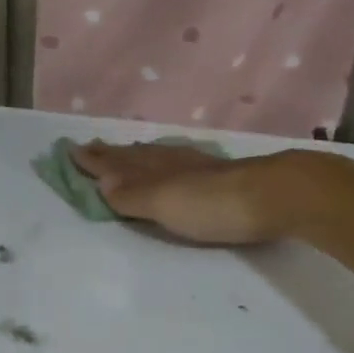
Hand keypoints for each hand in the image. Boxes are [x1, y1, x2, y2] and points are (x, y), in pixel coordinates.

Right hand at [70, 140, 313, 244]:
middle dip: (113, 155)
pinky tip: (179, 163)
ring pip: (162, 158)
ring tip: (127, 153)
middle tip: (92, 147)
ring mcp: (204, 168)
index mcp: (158, 171)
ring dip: (139, 157)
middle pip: (138, 157)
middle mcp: (177, 164)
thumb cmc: (216, 205)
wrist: (280, 196)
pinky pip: (185, 164)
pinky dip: (169, 162)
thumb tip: (103, 182)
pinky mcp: (228, 177)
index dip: (96, 161)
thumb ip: (135, 195)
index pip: (119, 164)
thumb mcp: (167, 203)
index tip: (72, 151)